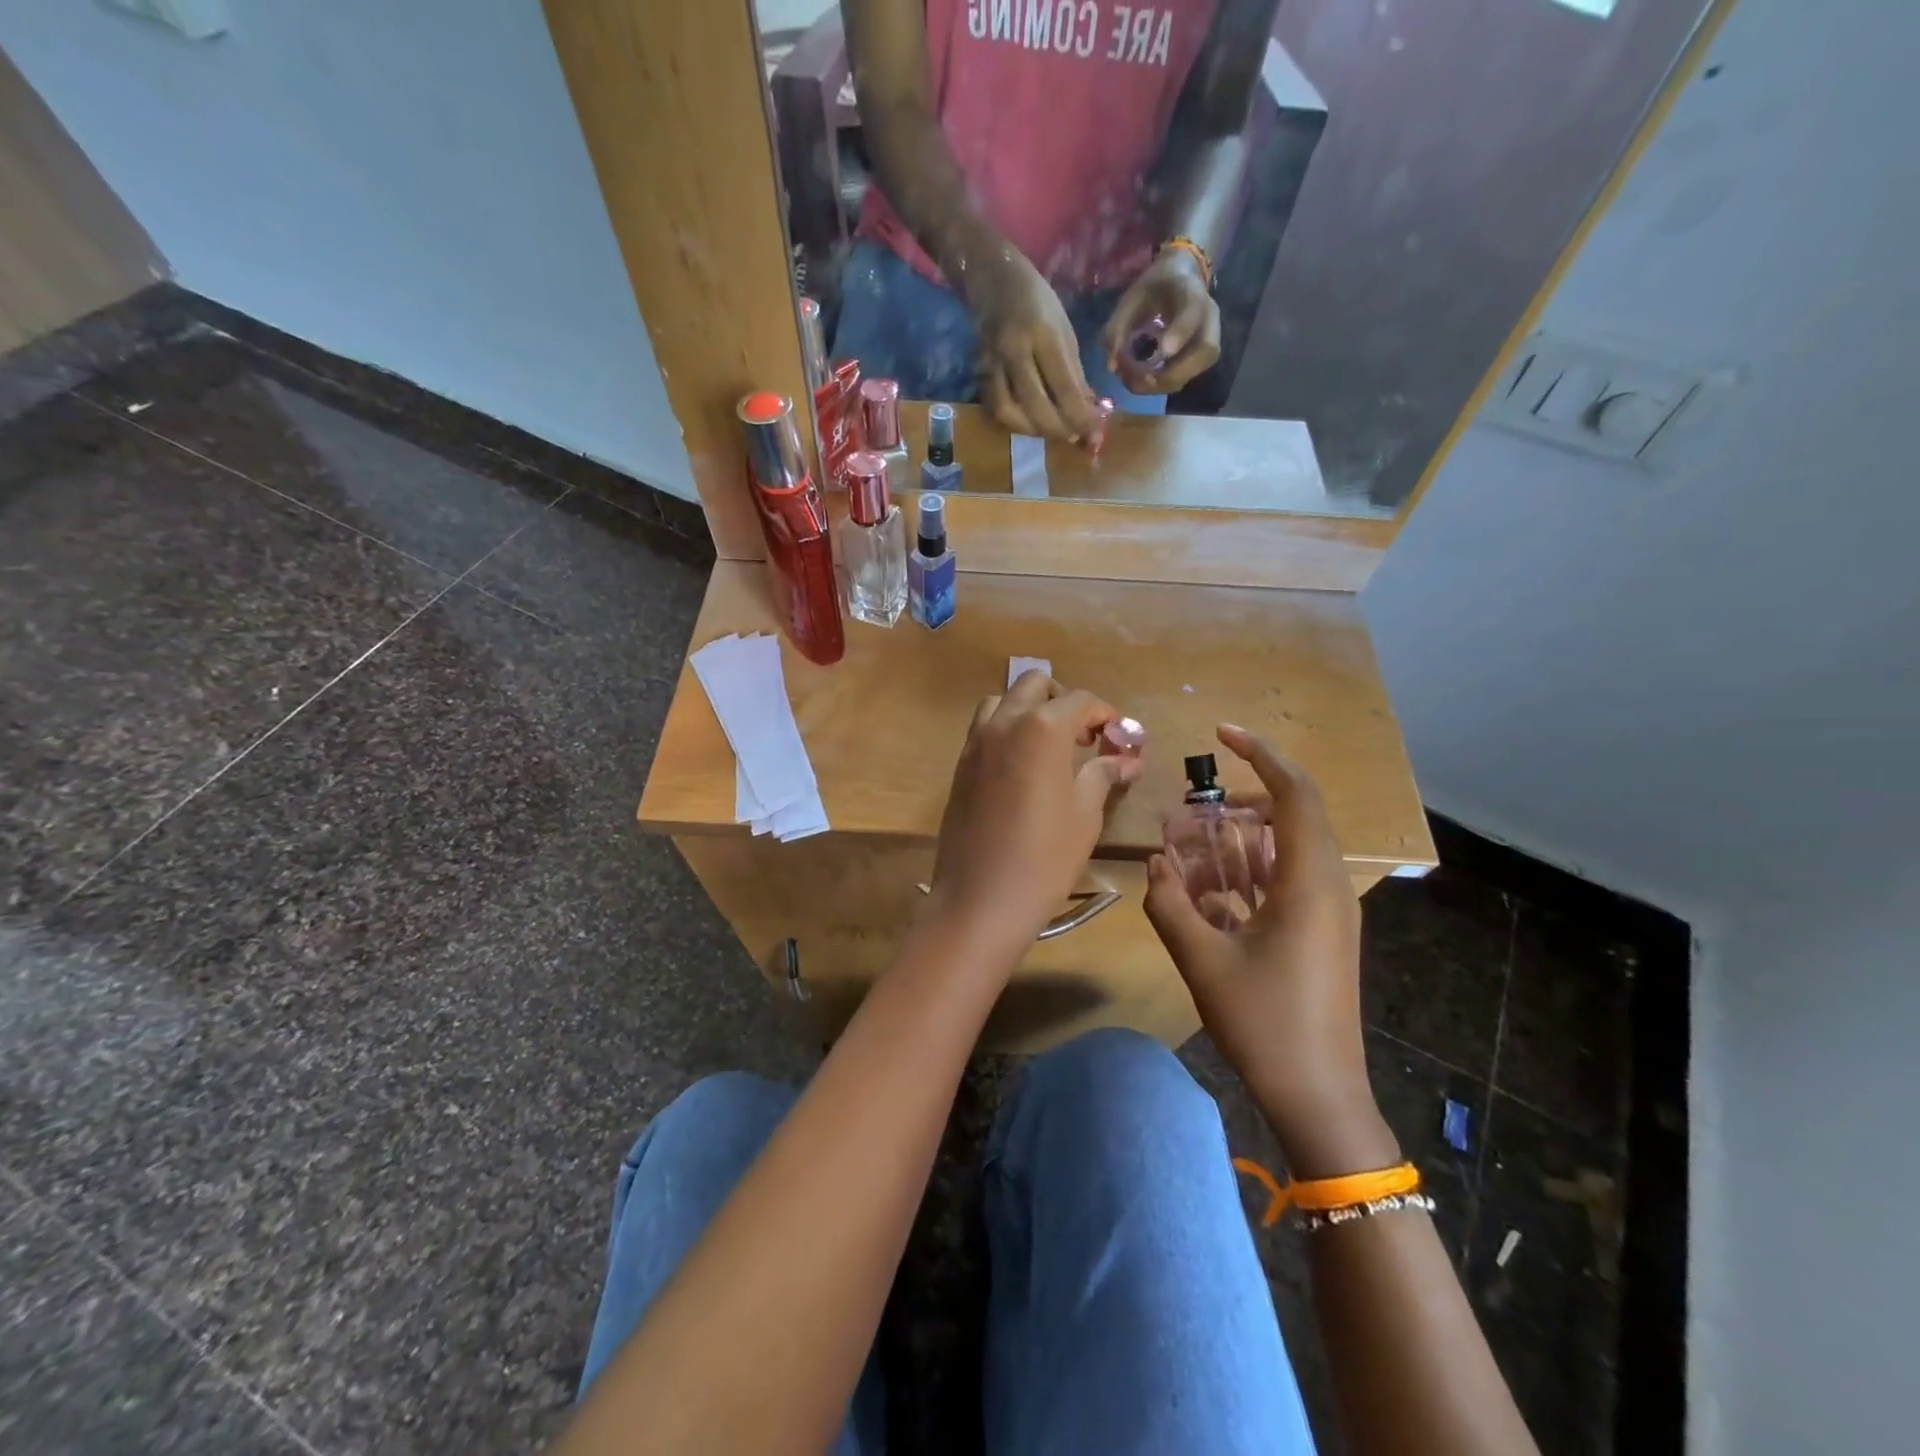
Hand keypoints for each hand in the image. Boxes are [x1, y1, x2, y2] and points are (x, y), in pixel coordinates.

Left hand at [929, 670, 1143, 952]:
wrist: (980, 899)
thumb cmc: (1044, 858)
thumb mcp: (1085, 815)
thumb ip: (1103, 774)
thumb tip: (1127, 759)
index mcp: (1042, 728)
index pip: (1080, 700)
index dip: (1105, 714)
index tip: (1119, 737)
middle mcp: (1004, 723)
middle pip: (1035, 685)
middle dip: (1064, 701)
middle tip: (1084, 737)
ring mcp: (975, 742)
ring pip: (1002, 701)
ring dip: (1029, 710)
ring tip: (1050, 747)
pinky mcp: (959, 765)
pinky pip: (983, 729)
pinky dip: (1006, 730)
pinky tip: (1022, 767)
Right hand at [966, 251, 1103, 441]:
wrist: (992, 279)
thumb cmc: (1036, 301)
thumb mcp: (1064, 329)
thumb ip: (1075, 373)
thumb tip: (1089, 411)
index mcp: (1043, 332)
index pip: (1064, 386)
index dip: (1080, 416)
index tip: (1094, 433)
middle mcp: (1014, 349)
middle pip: (1035, 405)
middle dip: (1058, 428)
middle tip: (1074, 435)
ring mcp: (991, 363)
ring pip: (1010, 412)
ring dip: (1033, 430)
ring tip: (1052, 430)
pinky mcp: (977, 372)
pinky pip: (994, 408)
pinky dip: (1013, 422)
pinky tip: (1028, 423)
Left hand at [1100, 247, 1220, 394]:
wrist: (1181, 279)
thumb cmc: (1155, 288)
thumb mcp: (1132, 298)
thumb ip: (1118, 328)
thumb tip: (1112, 366)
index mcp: (1191, 291)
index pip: (1193, 310)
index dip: (1181, 332)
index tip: (1163, 351)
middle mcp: (1209, 317)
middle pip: (1206, 351)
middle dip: (1173, 372)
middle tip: (1143, 379)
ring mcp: (1210, 337)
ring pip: (1199, 368)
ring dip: (1167, 383)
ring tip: (1139, 383)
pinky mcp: (1202, 355)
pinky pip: (1190, 375)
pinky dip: (1166, 384)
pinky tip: (1145, 382)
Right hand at [1144, 725, 1383, 1170]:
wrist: (1319, 1097)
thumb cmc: (1265, 1023)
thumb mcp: (1203, 960)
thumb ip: (1171, 905)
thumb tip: (1154, 864)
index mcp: (1309, 882)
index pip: (1295, 793)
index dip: (1261, 754)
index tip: (1221, 733)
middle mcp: (1327, 886)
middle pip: (1292, 815)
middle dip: (1242, 799)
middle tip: (1196, 806)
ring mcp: (1328, 912)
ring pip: (1287, 849)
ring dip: (1242, 838)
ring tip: (1194, 844)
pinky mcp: (1320, 934)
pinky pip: (1286, 880)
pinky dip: (1249, 871)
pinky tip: (1209, 889)